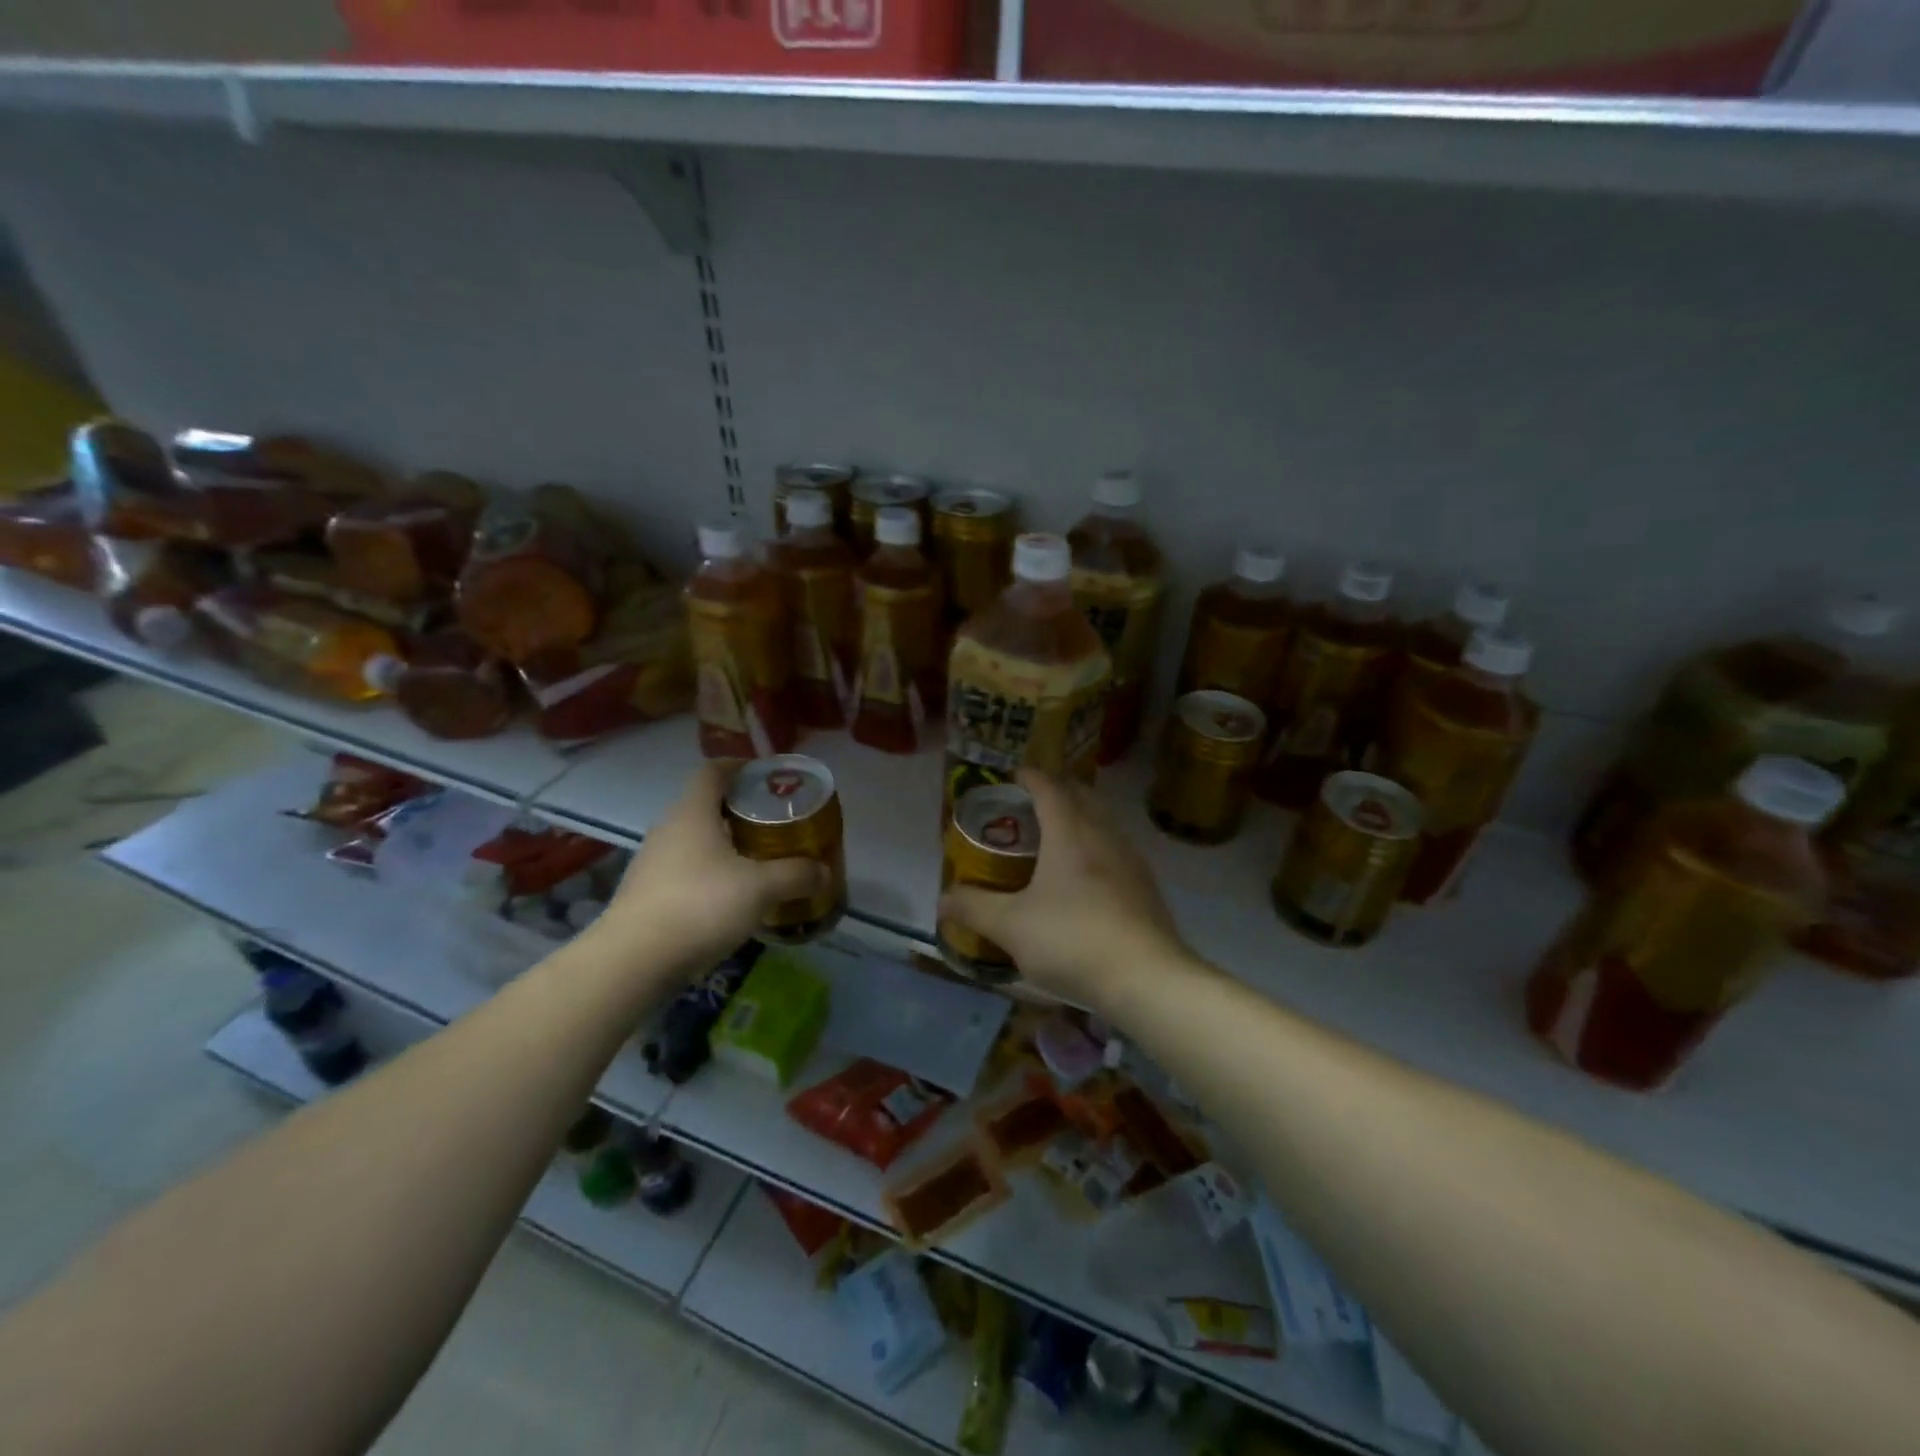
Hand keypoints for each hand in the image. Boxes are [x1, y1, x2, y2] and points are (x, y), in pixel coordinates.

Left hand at [587, 763, 827, 978]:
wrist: (633, 962)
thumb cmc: (700, 906)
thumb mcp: (760, 888)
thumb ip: (796, 876)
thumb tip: (825, 872)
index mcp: (692, 812)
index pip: (713, 770)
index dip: (740, 766)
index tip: (767, 775)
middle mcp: (668, 829)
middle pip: (706, 806)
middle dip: (741, 810)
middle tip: (775, 823)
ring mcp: (653, 863)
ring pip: (696, 841)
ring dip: (726, 845)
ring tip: (759, 861)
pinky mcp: (647, 895)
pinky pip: (686, 871)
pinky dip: (711, 875)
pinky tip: (733, 898)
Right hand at [938, 770, 1189, 1009]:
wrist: (1146, 978)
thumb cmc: (1072, 940)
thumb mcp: (1011, 927)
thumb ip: (974, 908)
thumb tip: (943, 899)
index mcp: (1070, 833)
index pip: (1049, 789)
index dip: (1030, 777)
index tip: (1014, 775)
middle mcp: (1104, 836)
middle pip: (1082, 797)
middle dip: (1057, 792)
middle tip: (1030, 803)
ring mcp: (1131, 861)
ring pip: (1103, 823)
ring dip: (1080, 819)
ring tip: (1056, 837)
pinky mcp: (1145, 888)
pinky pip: (1116, 850)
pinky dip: (1095, 847)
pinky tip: (1085, 878)